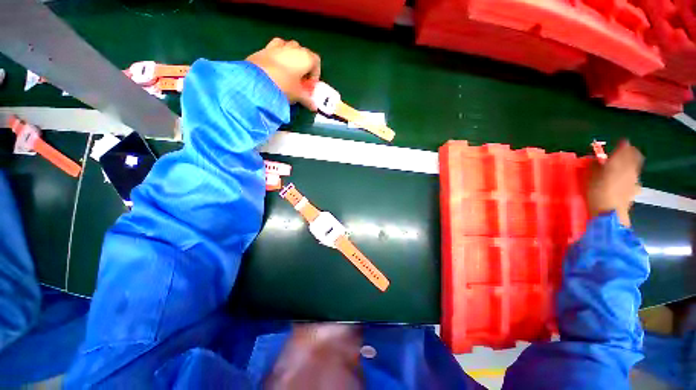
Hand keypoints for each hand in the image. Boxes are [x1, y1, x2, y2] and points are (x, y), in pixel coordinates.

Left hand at [247, 38, 320, 109]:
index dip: (315, 75)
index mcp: (305, 57)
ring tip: (287, 73)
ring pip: (289, 48)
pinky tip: (274, 69)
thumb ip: (307, 100)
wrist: (256, 81)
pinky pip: (275, 49)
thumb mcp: (298, 96)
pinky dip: (278, 57)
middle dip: (303, 66)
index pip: (316, 62)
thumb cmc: (284, 86)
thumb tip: (314, 107)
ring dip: (291, 58)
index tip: (309, 86)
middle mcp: (293, 47)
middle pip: (303, 53)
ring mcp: (277, 45)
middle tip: (299, 81)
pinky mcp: (264, 48)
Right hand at [586, 140, 643, 226]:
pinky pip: (634, 178)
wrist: (610, 213)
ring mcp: (634, 179)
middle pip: (634, 156)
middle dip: (630, 152)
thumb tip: (596, 160)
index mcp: (619, 162)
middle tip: (624, 151)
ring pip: (635, 166)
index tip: (620, 142)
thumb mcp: (589, 177)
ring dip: (630, 163)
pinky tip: (625, 179)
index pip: (624, 148)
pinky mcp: (634, 189)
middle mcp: (630, 168)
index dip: (622, 144)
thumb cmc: (596, 192)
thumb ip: (594, 166)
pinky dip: (630, 175)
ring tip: (623, 165)